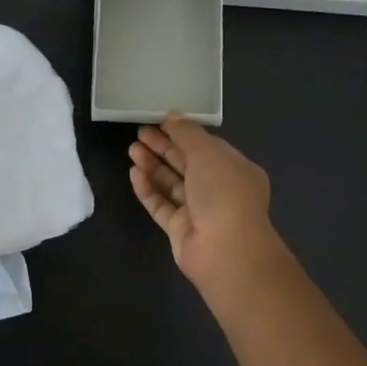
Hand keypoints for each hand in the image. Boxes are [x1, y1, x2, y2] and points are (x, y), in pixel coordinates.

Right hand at [129, 116, 283, 292]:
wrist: (225, 250)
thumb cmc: (223, 192)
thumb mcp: (207, 153)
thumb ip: (187, 133)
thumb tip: (171, 115)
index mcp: (235, 169)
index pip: (207, 146)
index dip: (183, 133)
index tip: (159, 121)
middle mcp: (219, 189)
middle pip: (187, 164)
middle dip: (163, 147)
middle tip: (139, 133)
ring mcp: (199, 211)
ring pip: (172, 184)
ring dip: (152, 166)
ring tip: (132, 150)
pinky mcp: (180, 230)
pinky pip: (161, 205)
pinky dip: (148, 189)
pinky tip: (134, 173)